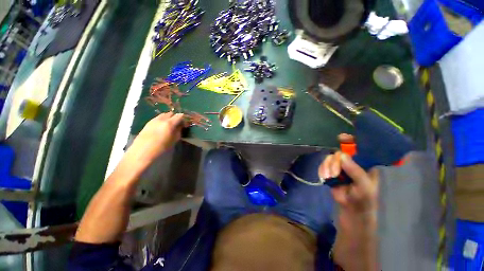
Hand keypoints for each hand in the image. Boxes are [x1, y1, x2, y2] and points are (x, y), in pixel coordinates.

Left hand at [127, 112, 184, 163]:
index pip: (179, 116)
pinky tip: (162, 127)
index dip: (183, 118)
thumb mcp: (174, 140)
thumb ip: (178, 131)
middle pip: (171, 113)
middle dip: (176, 117)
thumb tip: (180, 126)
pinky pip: (158, 118)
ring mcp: (153, 120)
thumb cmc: (161, 147)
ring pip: (164, 115)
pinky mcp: (148, 123)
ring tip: (169, 125)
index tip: (185, 124)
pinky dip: (162, 120)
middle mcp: (161, 119)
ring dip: (168, 118)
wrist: (142, 151)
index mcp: (169, 123)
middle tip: (178, 124)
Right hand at [318, 134, 378, 213]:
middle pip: (339, 153)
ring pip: (329, 158)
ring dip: (327, 167)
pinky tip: (325, 177)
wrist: (351, 208)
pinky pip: (323, 164)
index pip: (358, 147)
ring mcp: (339, 165)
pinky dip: (322, 169)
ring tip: (330, 177)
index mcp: (364, 163)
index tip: (341, 138)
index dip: (351, 141)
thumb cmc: (364, 197)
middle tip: (335, 173)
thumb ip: (355, 171)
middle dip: (334, 162)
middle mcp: (351, 161)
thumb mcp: (364, 185)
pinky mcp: (330, 170)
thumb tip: (341, 155)